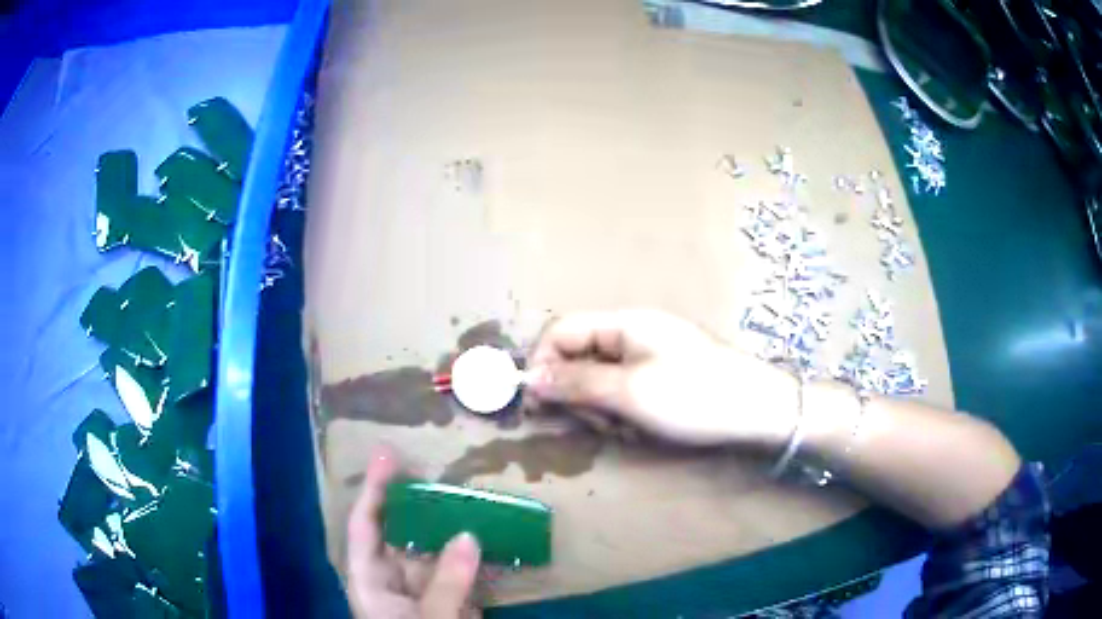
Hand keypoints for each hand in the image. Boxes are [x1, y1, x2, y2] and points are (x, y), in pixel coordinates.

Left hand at [347, 448, 482, 618]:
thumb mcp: (430, 618)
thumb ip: (446, 581)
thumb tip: (469, 535)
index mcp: (369, 581)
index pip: (364, 526)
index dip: (373, 489)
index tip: (386, 453)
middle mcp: (391, 580)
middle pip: (401, 532)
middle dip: (418, 502)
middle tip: (437, 468)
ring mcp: (421, 592)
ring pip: (433, 550)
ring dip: (450, 526)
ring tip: (470, 494)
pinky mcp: (446, 603)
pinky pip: (457, 571)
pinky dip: (472, 555)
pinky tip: (493, 536)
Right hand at [527, 310, 797, 447]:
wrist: (761, 413)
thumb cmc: (695, 397)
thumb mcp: (630, 392)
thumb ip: (576, 383)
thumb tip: (529, 379)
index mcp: (624, 323)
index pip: (561, 330)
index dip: (542, 362)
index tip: (536, 403)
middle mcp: (632, 333)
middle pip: (578, 356)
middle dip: (579, 393)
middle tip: (600, 422)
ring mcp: (649, 357)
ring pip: (599, 380)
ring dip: (602, 408)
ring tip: (627, 428)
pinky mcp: (661, 379)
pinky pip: (623, 393)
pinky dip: (624, 413)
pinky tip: (642, 429)